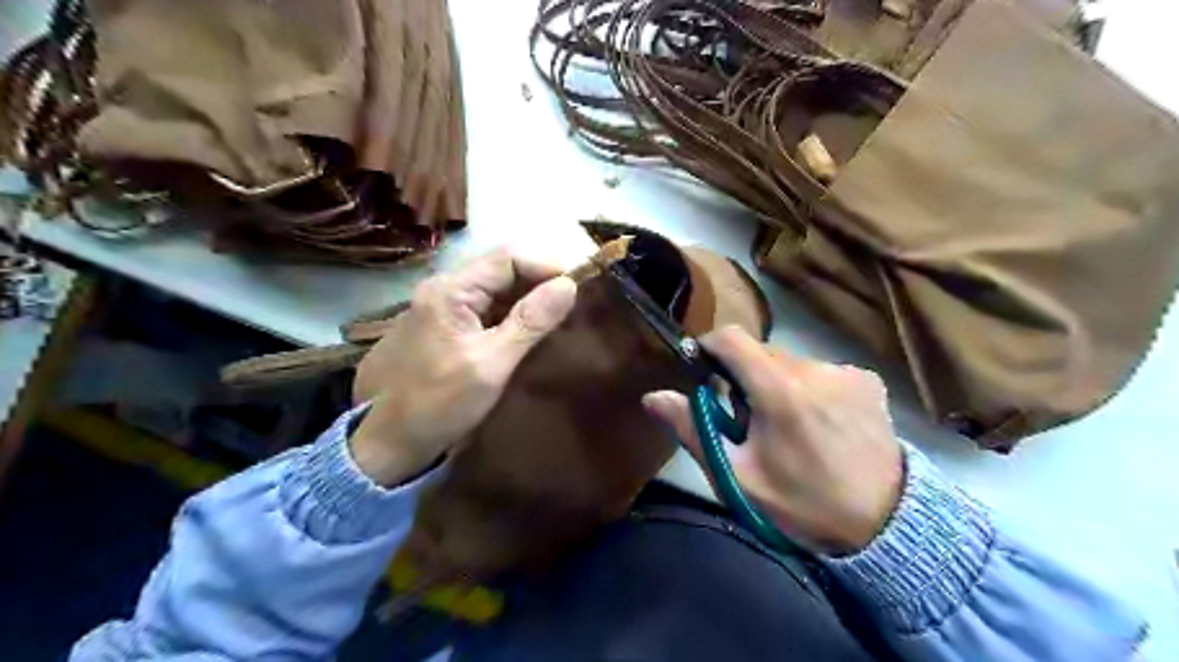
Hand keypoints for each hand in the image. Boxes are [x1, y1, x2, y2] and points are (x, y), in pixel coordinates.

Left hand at [349, 249, 576, 484]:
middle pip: (499, 271)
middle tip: (572, 305)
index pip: (507, 258)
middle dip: (538, 283)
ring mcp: (437, 310)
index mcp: (449, 291)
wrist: (385, 445)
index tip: (578, 288)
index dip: (546, 266)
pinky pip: (481, 311)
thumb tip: (569, 285)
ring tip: (556, 319)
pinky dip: (508, 317)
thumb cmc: (438, 405)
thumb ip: (530, 322)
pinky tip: (527, 334)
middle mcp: (441, 290)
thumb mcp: (491, 364)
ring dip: (525, 300)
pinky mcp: (440, 329)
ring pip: (492, 291)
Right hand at [644, 326, 904, 552]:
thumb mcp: (738, 476)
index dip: (710, 345)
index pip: (732, 338)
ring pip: (791, 362)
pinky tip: (820, 422)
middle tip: (747, 418)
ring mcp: (846, 372)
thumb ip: (694, 430)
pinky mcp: (868, 380)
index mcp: (780, 391)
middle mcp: (815, 369)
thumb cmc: (801, 503)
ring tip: (788, 425)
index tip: (703, 369)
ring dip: (777, 382)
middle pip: (761, 352)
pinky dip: (809, 387)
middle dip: (744, 375)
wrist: (885, 525)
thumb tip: (653, 396)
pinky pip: (821, 371)